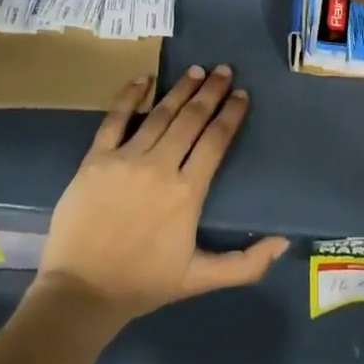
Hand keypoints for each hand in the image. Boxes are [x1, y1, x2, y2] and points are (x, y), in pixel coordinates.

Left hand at [34, 66, 288, 329]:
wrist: (81, 292)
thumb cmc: (143, 284)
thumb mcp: (200, 279)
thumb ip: (245, 264)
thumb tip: (283, 242)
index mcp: (187, 192)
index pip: (215, 140)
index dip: (231, 114)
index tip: (242, 94)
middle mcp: (160, 166)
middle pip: (191, 119)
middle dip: (211, 91)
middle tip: (224, 70)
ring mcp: (125, 158)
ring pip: (160, 114)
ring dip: (180, 89)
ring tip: (196, 70)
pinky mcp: (96, 158)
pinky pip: (115, 119)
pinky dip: (130, 96)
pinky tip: (144, 79)